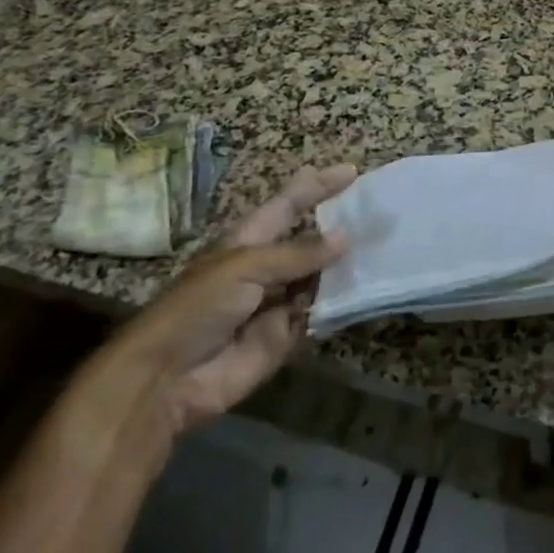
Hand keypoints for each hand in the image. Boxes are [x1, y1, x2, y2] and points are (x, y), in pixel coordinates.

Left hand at [90, 163, 355, 441]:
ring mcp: (278, 302)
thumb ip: (298, 253)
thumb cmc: (196, 308)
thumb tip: (345, 236)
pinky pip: (321, 313)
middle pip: (310, 240)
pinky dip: (343, 302)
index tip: (351, 172)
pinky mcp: (287, 336)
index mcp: (249, 241)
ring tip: (387, 244)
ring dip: (347, 264)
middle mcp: (266, 267)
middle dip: (341, 225)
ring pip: (321, 276)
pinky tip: (372, 286)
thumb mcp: (245, 267)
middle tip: (380, 211)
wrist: (166, 380)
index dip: (316, 186)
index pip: (288, 204)